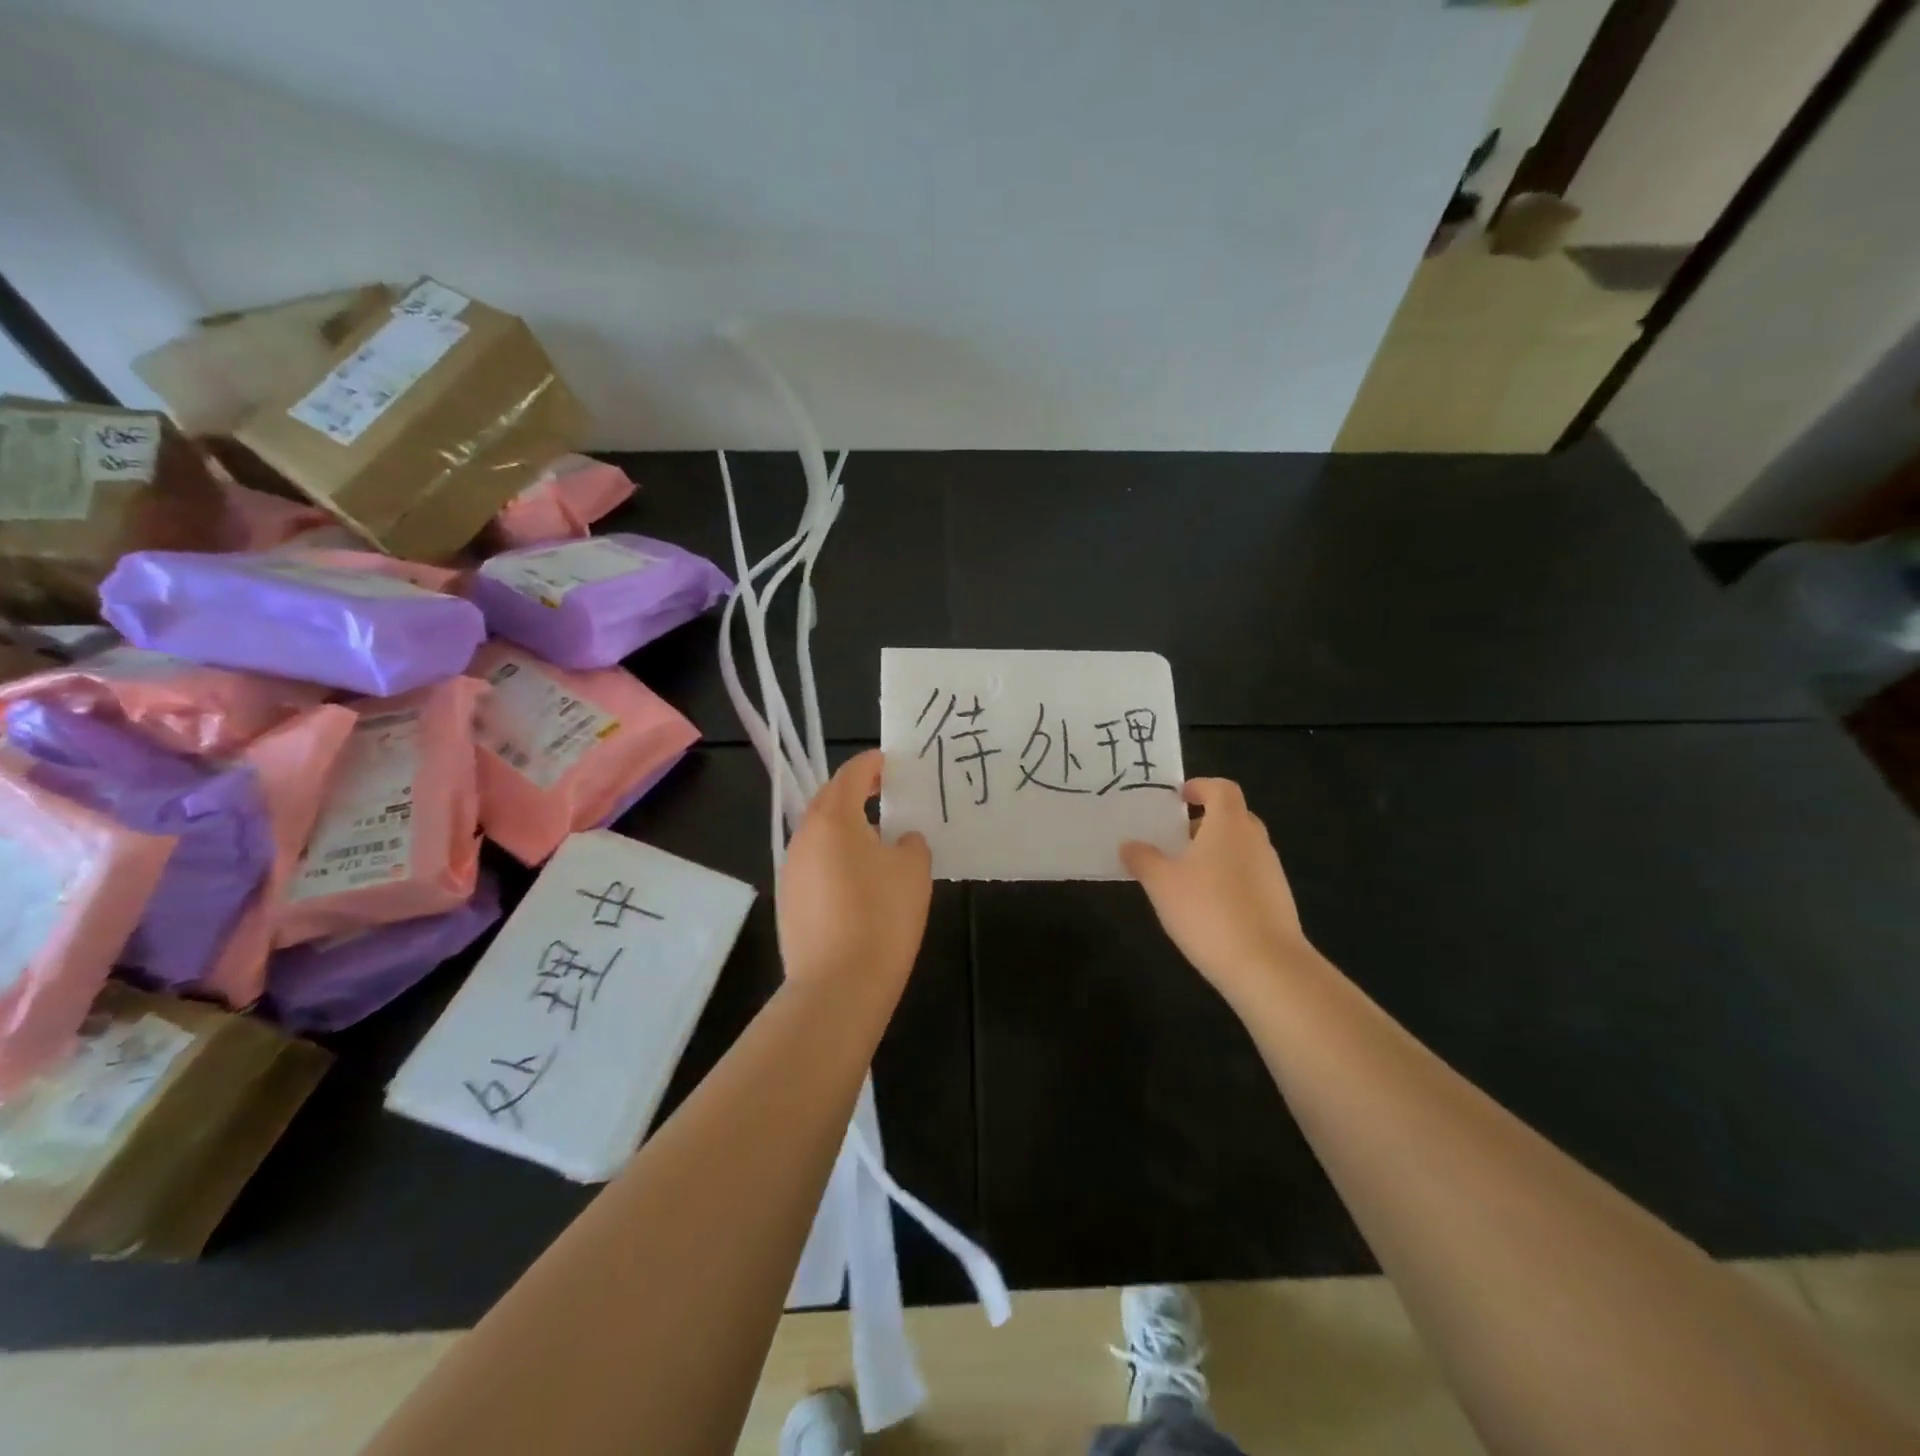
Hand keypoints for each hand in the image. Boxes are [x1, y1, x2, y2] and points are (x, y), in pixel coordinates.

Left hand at [778, 749, 932, 991]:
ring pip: (819, 834)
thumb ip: (911, 844)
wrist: (838, 986)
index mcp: (833, 819)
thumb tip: (901, 840)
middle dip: (855, 792)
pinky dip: (835, 858)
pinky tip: (858, 879)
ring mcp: (791, 870)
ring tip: (875, 837)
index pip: (851, 775)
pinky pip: (814, 864)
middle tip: (884, 793)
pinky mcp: (789, 901)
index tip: (889, 762)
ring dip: (844, 827)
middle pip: (828, 801)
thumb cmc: (882, 916)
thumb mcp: (913, 871)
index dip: (872, 764)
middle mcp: (804, 837)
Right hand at [1122, 778, 1312, 997]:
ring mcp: (1271, 871)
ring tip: (1186, 874)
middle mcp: (1255, 840)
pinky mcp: (1278, 900)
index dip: (1200, 787)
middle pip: (1234, 816)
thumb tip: (1129, 844)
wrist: (1265, 965)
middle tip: (1176, 837)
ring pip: (1242, 847)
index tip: (1178, 798)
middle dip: (1205, 822)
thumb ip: (1143, 859)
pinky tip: (1208, 905)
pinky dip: (1229, 878)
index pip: (1222, 788)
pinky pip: (1250, 875)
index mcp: (1229, 825)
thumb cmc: (1207, 910)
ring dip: (1217, 851)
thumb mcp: (1161, 883)